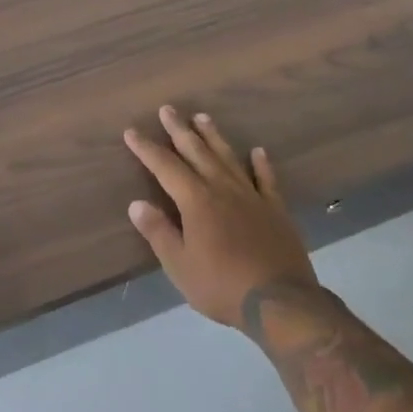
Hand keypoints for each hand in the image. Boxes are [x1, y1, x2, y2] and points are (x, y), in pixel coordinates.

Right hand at [124, 106, 318, 329]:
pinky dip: (261, 164)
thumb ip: (158, 232)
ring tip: (202, 117)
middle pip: (197, 152)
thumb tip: (136, 203)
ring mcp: (252, 196)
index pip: (165, 167)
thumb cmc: (221, 285)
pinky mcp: (276, 209)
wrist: (280, 302)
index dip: (147, 148)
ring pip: (228, 157)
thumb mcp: (179, 265)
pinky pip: (266, 179)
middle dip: (179, 130)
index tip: (132, 131)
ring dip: (214, 137)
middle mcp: (222, 188)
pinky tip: (258, 151)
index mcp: (196, 200)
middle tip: (168, 109)